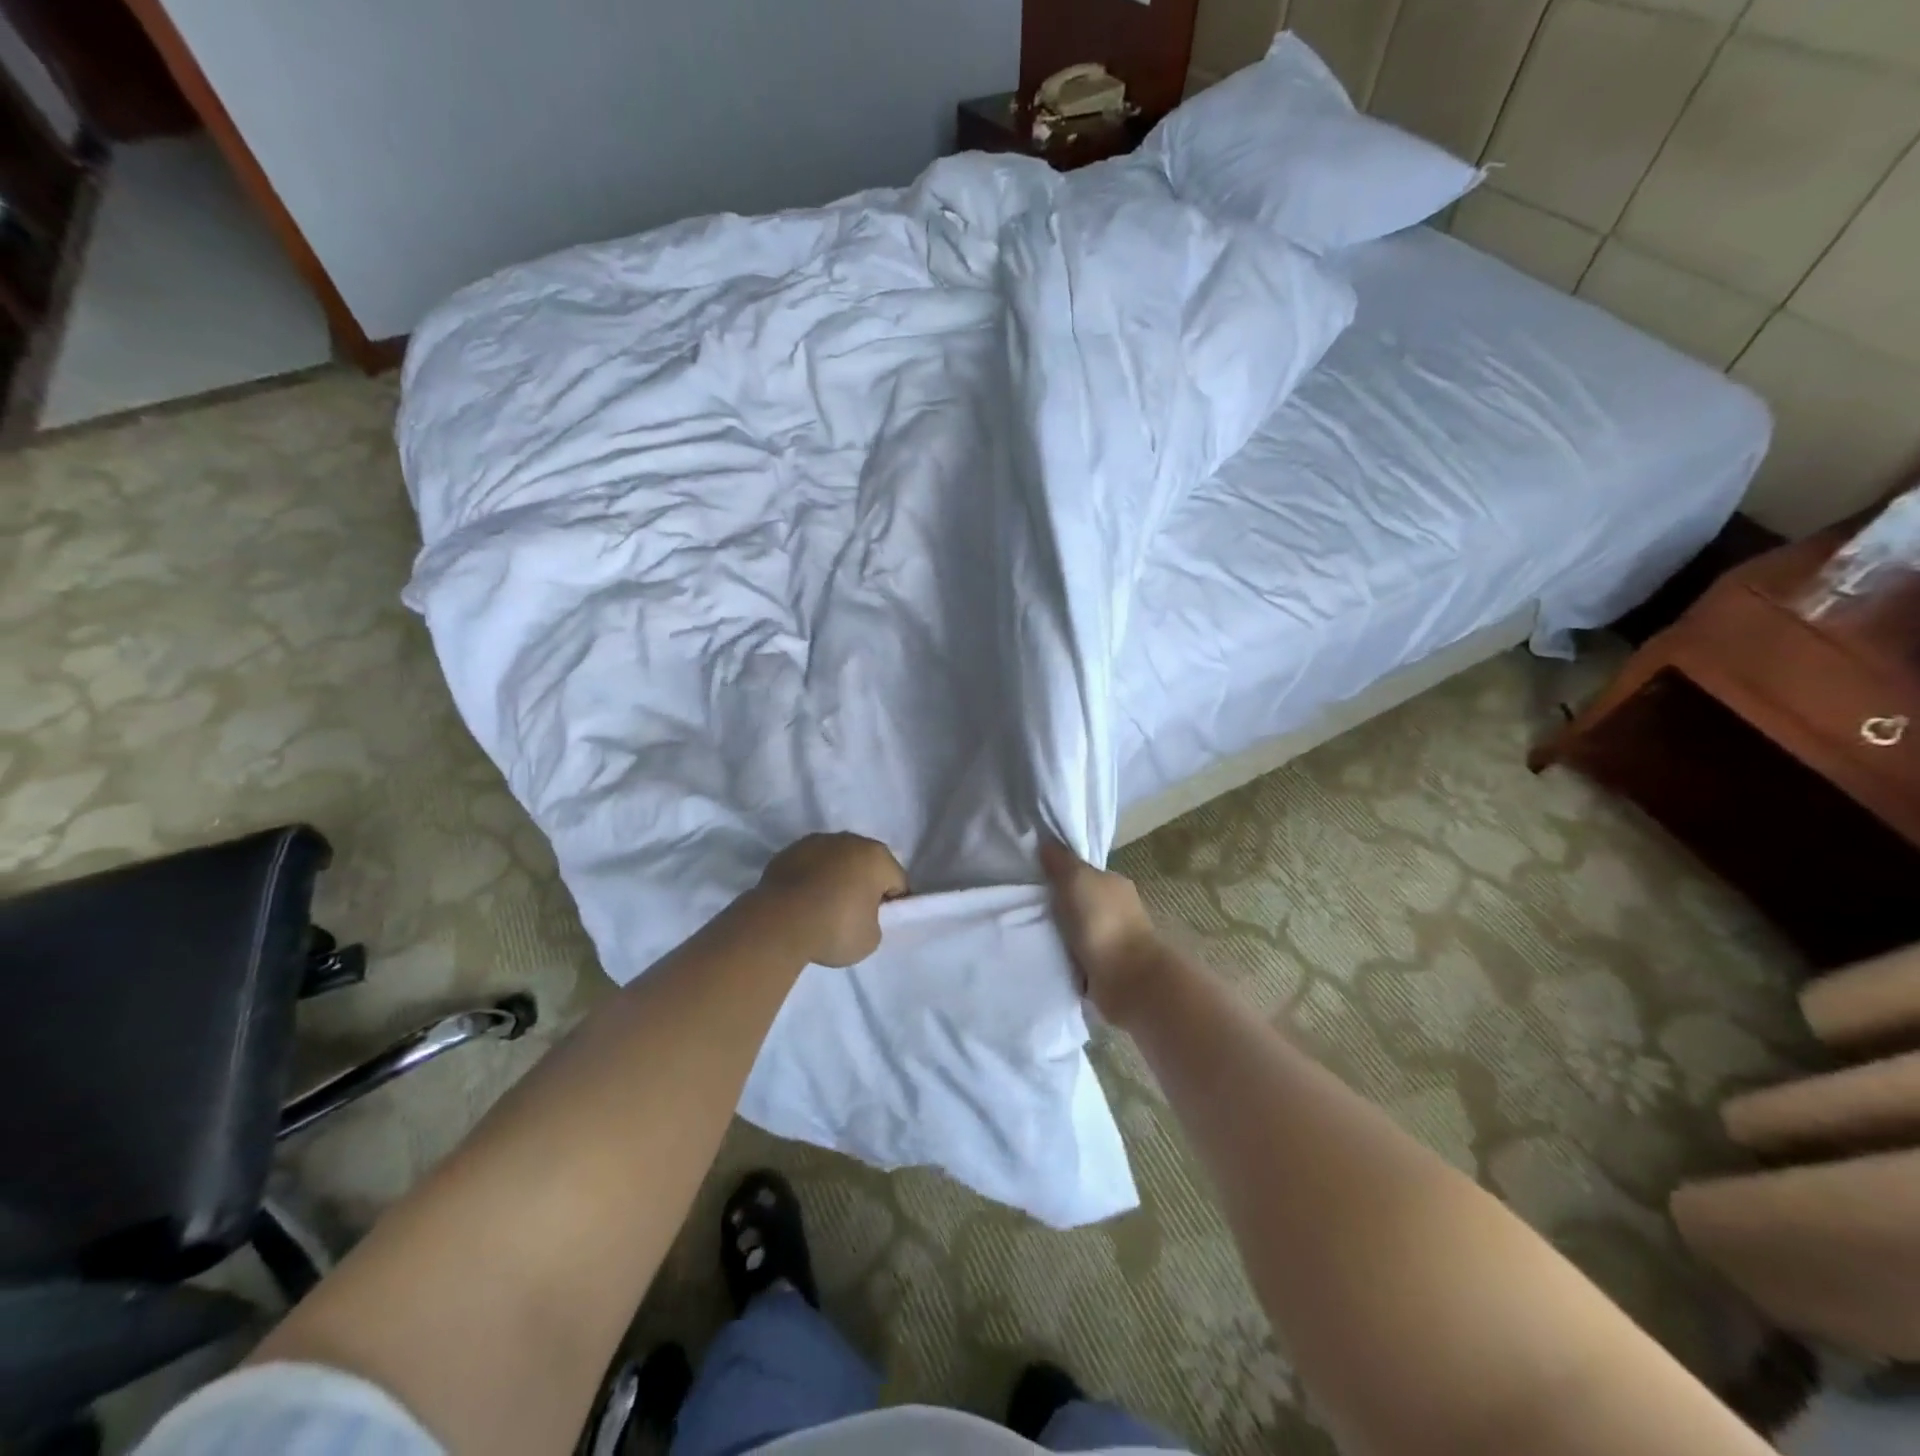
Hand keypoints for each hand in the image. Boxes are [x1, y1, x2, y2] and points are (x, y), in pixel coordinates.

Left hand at [755, 833, 908, 967]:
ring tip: (823, 908)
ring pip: (836, 861)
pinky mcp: (788, 851)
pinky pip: (810, 866)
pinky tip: (802, 902)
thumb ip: (875, 921)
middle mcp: (850, 840)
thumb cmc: (834, 929)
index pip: (897, 881)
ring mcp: (816, 842)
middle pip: (867, 865)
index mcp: (877, 857)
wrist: (778, 923)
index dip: (892, 904)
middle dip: (864, 885)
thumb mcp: (871, 939)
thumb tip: (861, 914)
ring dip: (836, 878)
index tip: (879, 923)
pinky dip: (810, 879)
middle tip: (854, 916)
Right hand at [1039, 840, 1163, 1024]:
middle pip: (1079, 899)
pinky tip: (1045, 953)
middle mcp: (1116, 907)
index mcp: (1113, 883)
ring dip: (1060, 931)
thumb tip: (1046, 841)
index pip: (1082, 870)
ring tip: (1029, 931)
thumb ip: (1061, 861)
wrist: (1127, 980)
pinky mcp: (1105, 966)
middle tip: (1023, 905)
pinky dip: (1065, 953)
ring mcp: (1113, 938)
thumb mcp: (1076, 879)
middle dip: (1057, 903)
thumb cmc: (1102, 921)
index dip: (1059, 871)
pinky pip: (1077, 953)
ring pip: (1077, 927)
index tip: (1032, 876)